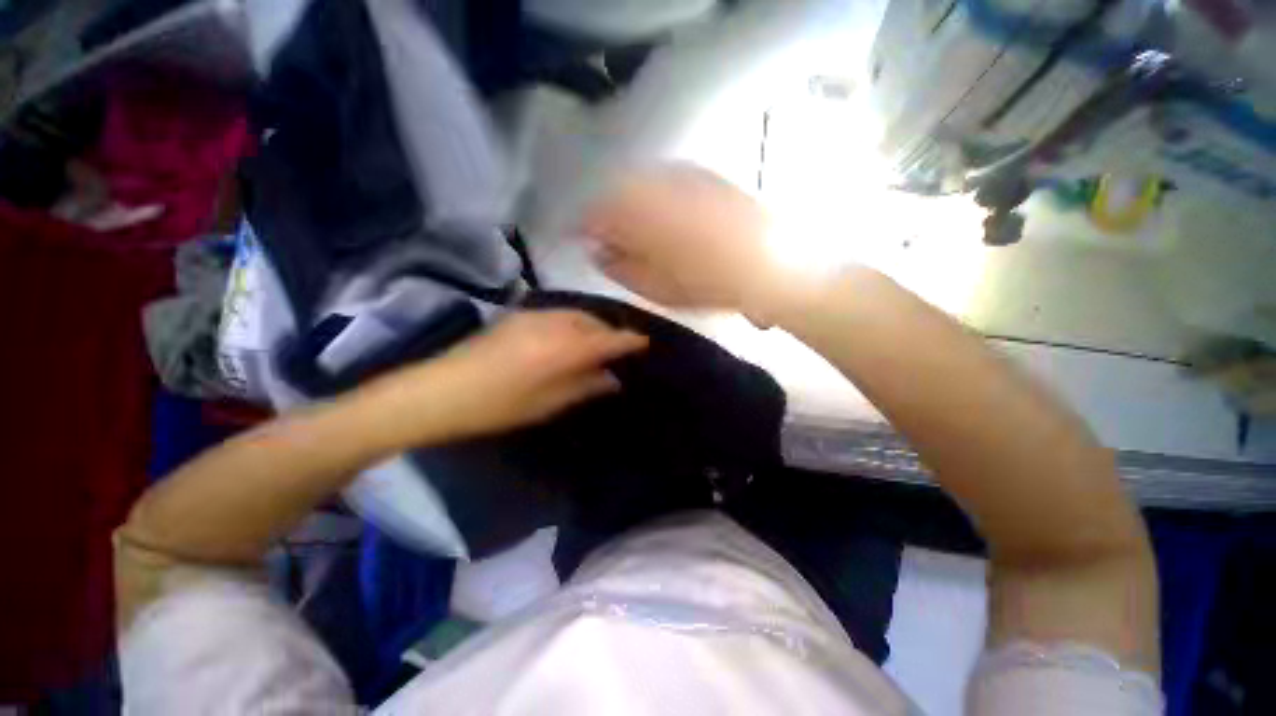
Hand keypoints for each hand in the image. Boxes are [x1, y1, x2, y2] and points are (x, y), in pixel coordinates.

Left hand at [376, 310, 647, 443]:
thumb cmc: (498, 406)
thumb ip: (585, 386)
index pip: (607, 339)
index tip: (644, 343)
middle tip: (619, 349)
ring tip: (597, 343)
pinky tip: (569, 337)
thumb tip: (613, 378)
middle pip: (593, 322)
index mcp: (563, 349)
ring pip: (576, 314)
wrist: (440, 390)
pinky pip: (558, 314)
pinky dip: (573, 323)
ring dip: (592, 326)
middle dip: (610, 332)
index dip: (628, 340)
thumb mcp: (547, 403)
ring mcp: (533, 315)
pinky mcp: (518, 315)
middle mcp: (553, 324)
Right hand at [581, 163, 789, 320]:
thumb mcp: (654, 286)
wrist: (767, 262)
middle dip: (605, 215)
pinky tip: (664, 218)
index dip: (580, 227)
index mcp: (634, 215)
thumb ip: (619, 267)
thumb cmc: (705, 283)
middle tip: (607, 239)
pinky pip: (665, 182)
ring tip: (635, 230)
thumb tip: (598, 251)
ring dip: (630, 204)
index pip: (592, 214)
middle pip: (614, 193)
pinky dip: (655, 198)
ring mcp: (679, 177)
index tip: (577, 240)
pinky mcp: (703, 177)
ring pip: (639, 185)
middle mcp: (652, 185)